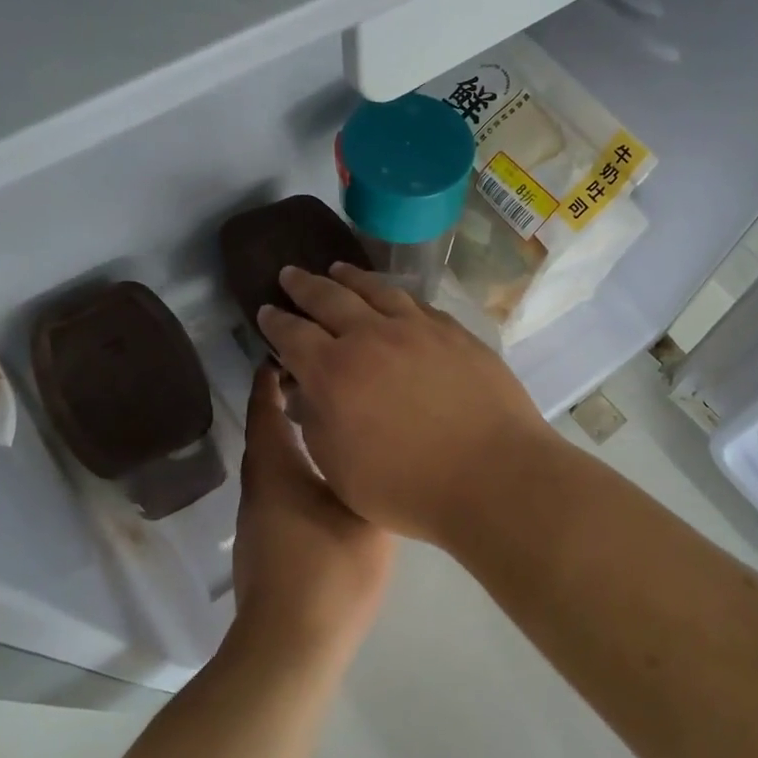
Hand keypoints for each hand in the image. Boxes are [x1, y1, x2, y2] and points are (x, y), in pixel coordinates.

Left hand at [231, 363, 395, 665]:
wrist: (290, 646)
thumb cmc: (329, 572)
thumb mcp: (365, 515)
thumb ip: (370, 475)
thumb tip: (376, 446)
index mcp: (276, 469)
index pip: (266, 409)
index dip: (271, 380)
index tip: (286, 353)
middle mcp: (258, 487)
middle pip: (266, 434)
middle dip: (284, 404)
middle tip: (321, 382)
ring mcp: (257, 519)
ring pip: (272, 464)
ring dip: (291, 438)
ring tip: (329, 423)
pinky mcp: (264, 544)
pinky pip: (277, 490)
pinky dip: (294, 470)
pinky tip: (324, 479)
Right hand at [256, 263, 559, 545]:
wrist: (492, 475)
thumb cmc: (407, 488)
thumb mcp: (340, 469)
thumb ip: (316, 423)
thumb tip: (307, 391)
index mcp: (333, 373)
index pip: (292, 335)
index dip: (275, 322)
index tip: (265, 311)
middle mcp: (370, 338)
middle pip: (328, 298)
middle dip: (303, 286)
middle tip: (289, 274)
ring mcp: (416, 329)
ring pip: (374, 290)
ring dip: (349, 277)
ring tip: (336, 269)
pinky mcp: (453, 331)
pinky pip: (414, 302)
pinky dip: (392, 294)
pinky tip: (392, 296)